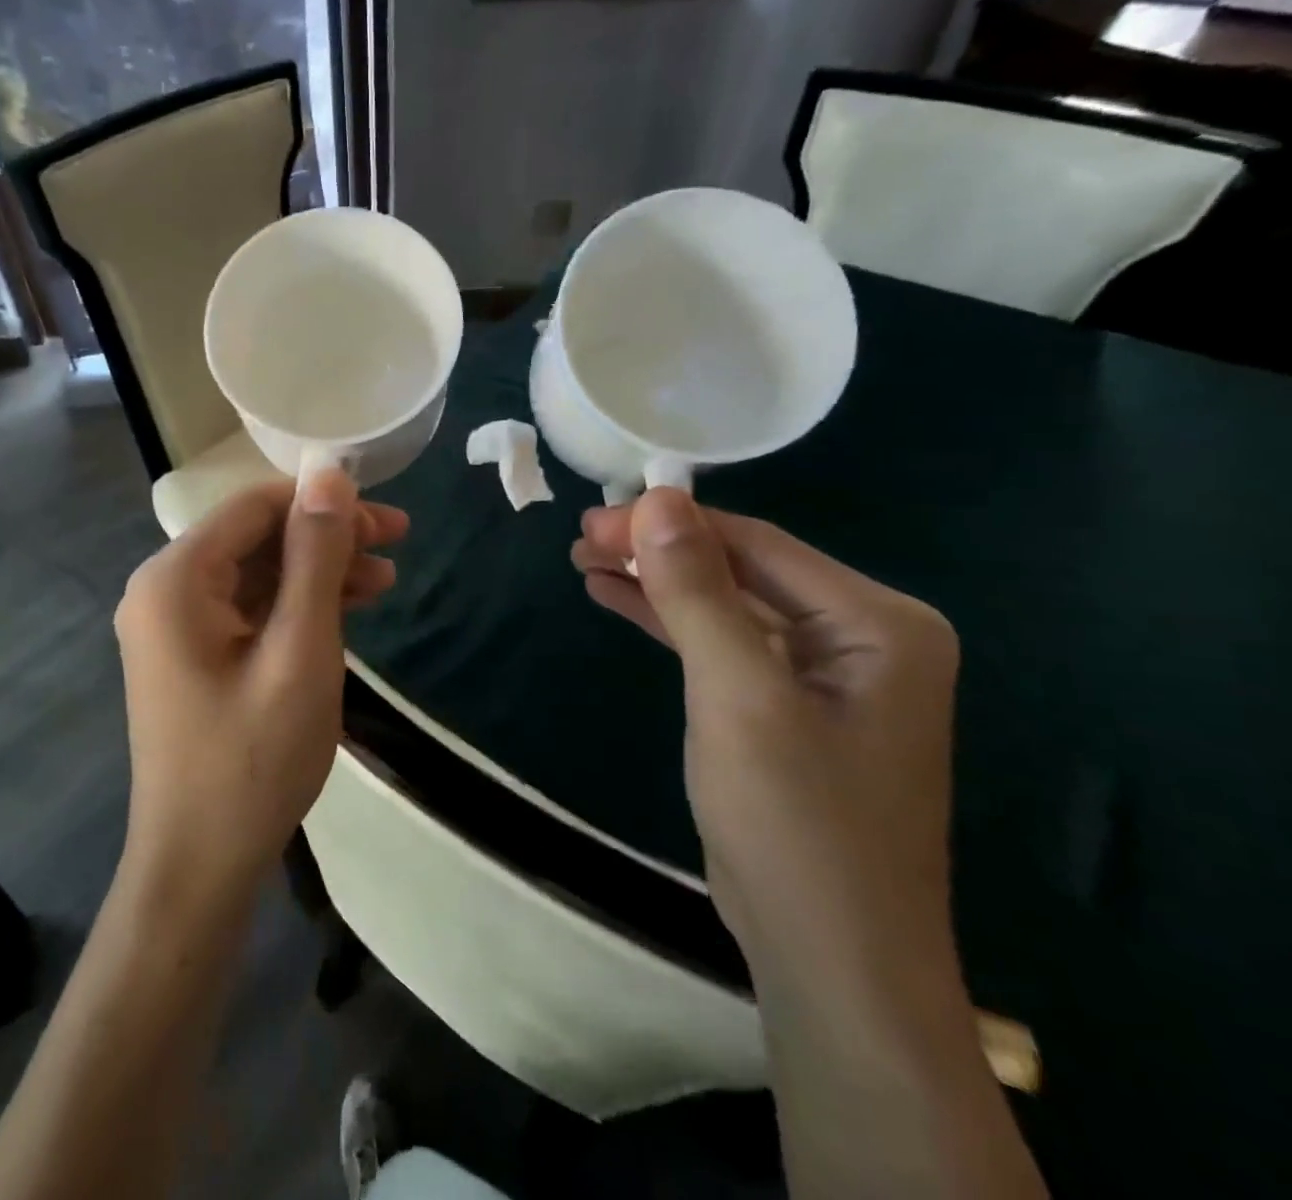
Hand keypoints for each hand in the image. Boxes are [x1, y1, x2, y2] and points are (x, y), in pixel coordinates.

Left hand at [114, 471, 408, 901]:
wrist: (200, 867)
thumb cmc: (253, 760)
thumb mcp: (300, 650)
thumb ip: (315, 556)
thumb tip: (330, 474)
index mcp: (175, 578)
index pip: (255, 506)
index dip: (323, 502)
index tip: (387, 520)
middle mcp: (164, 589)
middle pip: (256, 536)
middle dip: (327, 537)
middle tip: (397, 545)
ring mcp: (174, 625)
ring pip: (257, 572)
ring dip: (319, 571)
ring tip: (386, 582)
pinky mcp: (192, 654)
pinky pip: (249, 608)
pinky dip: (296, 605)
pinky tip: (346, 610)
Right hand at [573, 489, 961, 998]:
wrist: (827, 958)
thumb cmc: (795, 821)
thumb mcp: (738, 695)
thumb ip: (698, 593)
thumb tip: (657, 499)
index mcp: (878, 622)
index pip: (758, 545)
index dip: (672, 525)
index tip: (595, 519)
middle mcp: (862, 636)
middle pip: (740, 570)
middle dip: (658, 553)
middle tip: (580, 540)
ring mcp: (825, 673)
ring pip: (725, 604)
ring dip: (655, 583)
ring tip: (584, 560)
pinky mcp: (785, 705)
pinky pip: (722, 644)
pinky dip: (668, 621)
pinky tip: (615, 597)